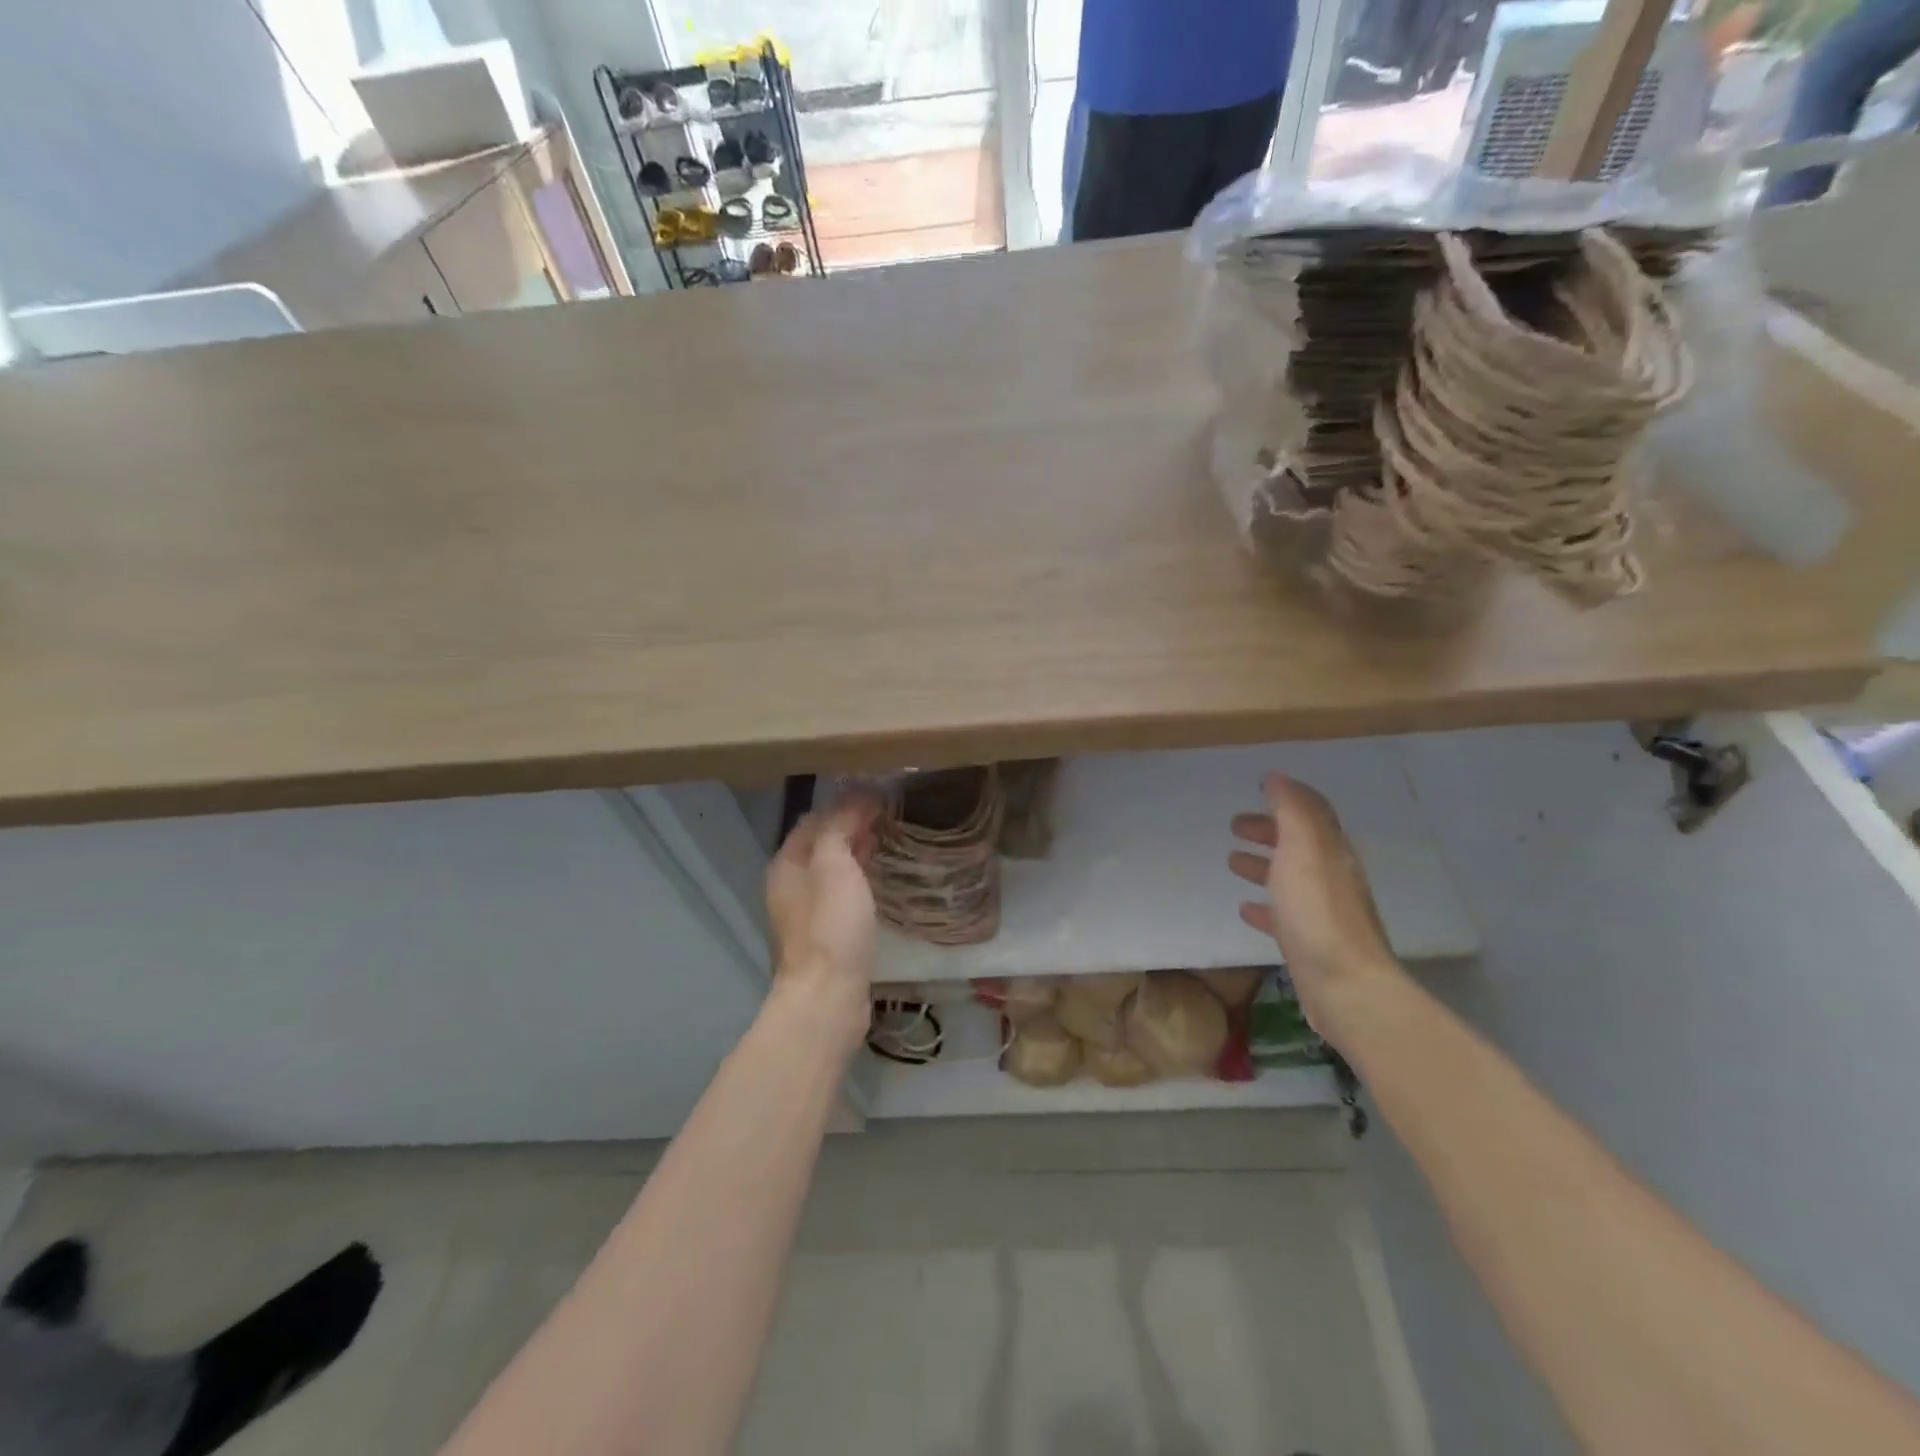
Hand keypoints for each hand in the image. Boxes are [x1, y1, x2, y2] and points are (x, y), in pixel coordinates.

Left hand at [765, 796, 881, 1036]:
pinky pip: (841, 895)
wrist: (828, 997)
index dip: (843, 805)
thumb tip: (855, 798)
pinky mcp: (825, 936)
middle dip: (850, 827)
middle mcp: (790, 886)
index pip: (813, 820)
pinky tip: (879, 883)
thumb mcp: (834, 865)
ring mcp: (806, 914)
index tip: (879, 797)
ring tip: (887, 843)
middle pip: (820, 845)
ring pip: (831, 871)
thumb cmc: (831, 926)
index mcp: (786, 865)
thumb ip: (840, 827)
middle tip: (887, 817)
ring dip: (855, 854)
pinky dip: (858, 881)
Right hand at [1229, 774, 1399, 1046]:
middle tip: (1234, 826)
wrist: (1345, 987)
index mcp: (1330, 851)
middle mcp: (1330, 878)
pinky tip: (1245, 909)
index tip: (1257, 790)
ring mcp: (1321, 913)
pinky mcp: (1309, 944)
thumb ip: (1291, 810)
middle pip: (1298, 845)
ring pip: (1288, 878)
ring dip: (1262, 865)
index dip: (1286, 800)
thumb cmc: (1318, 912)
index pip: (1311, 814)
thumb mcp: (1302, 850)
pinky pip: (1283, 916)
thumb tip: (1278, 777)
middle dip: (1268, 831)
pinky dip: (1264, 906)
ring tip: (1231, 861)